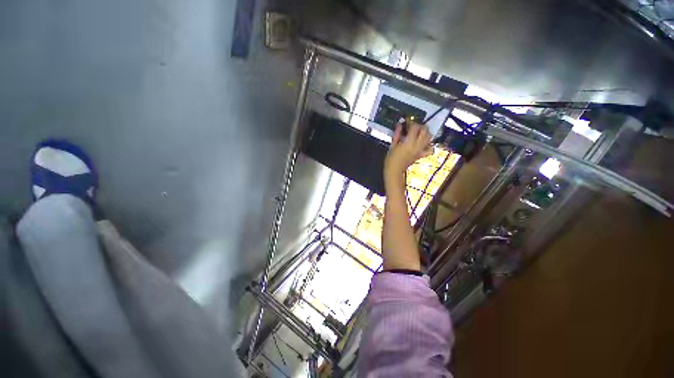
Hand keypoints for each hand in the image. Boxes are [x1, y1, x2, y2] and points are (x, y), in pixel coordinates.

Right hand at [384, 121, 432, 182]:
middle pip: (425, 131)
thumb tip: (399, 124)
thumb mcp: (392, 145)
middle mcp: (417, 145)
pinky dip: (429, 144)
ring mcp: (420, 150)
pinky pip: (430, 149)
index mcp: (409, 142)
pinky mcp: (421, 155)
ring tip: (418, 133)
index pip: (414, 127)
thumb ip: (397, 134)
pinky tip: (423, 143)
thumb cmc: (391, 158)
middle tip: (413, 126)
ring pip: (429, 137)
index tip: (406, 121)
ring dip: (425, 133)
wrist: (394, 170)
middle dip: (420, 126)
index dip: (411, 122)